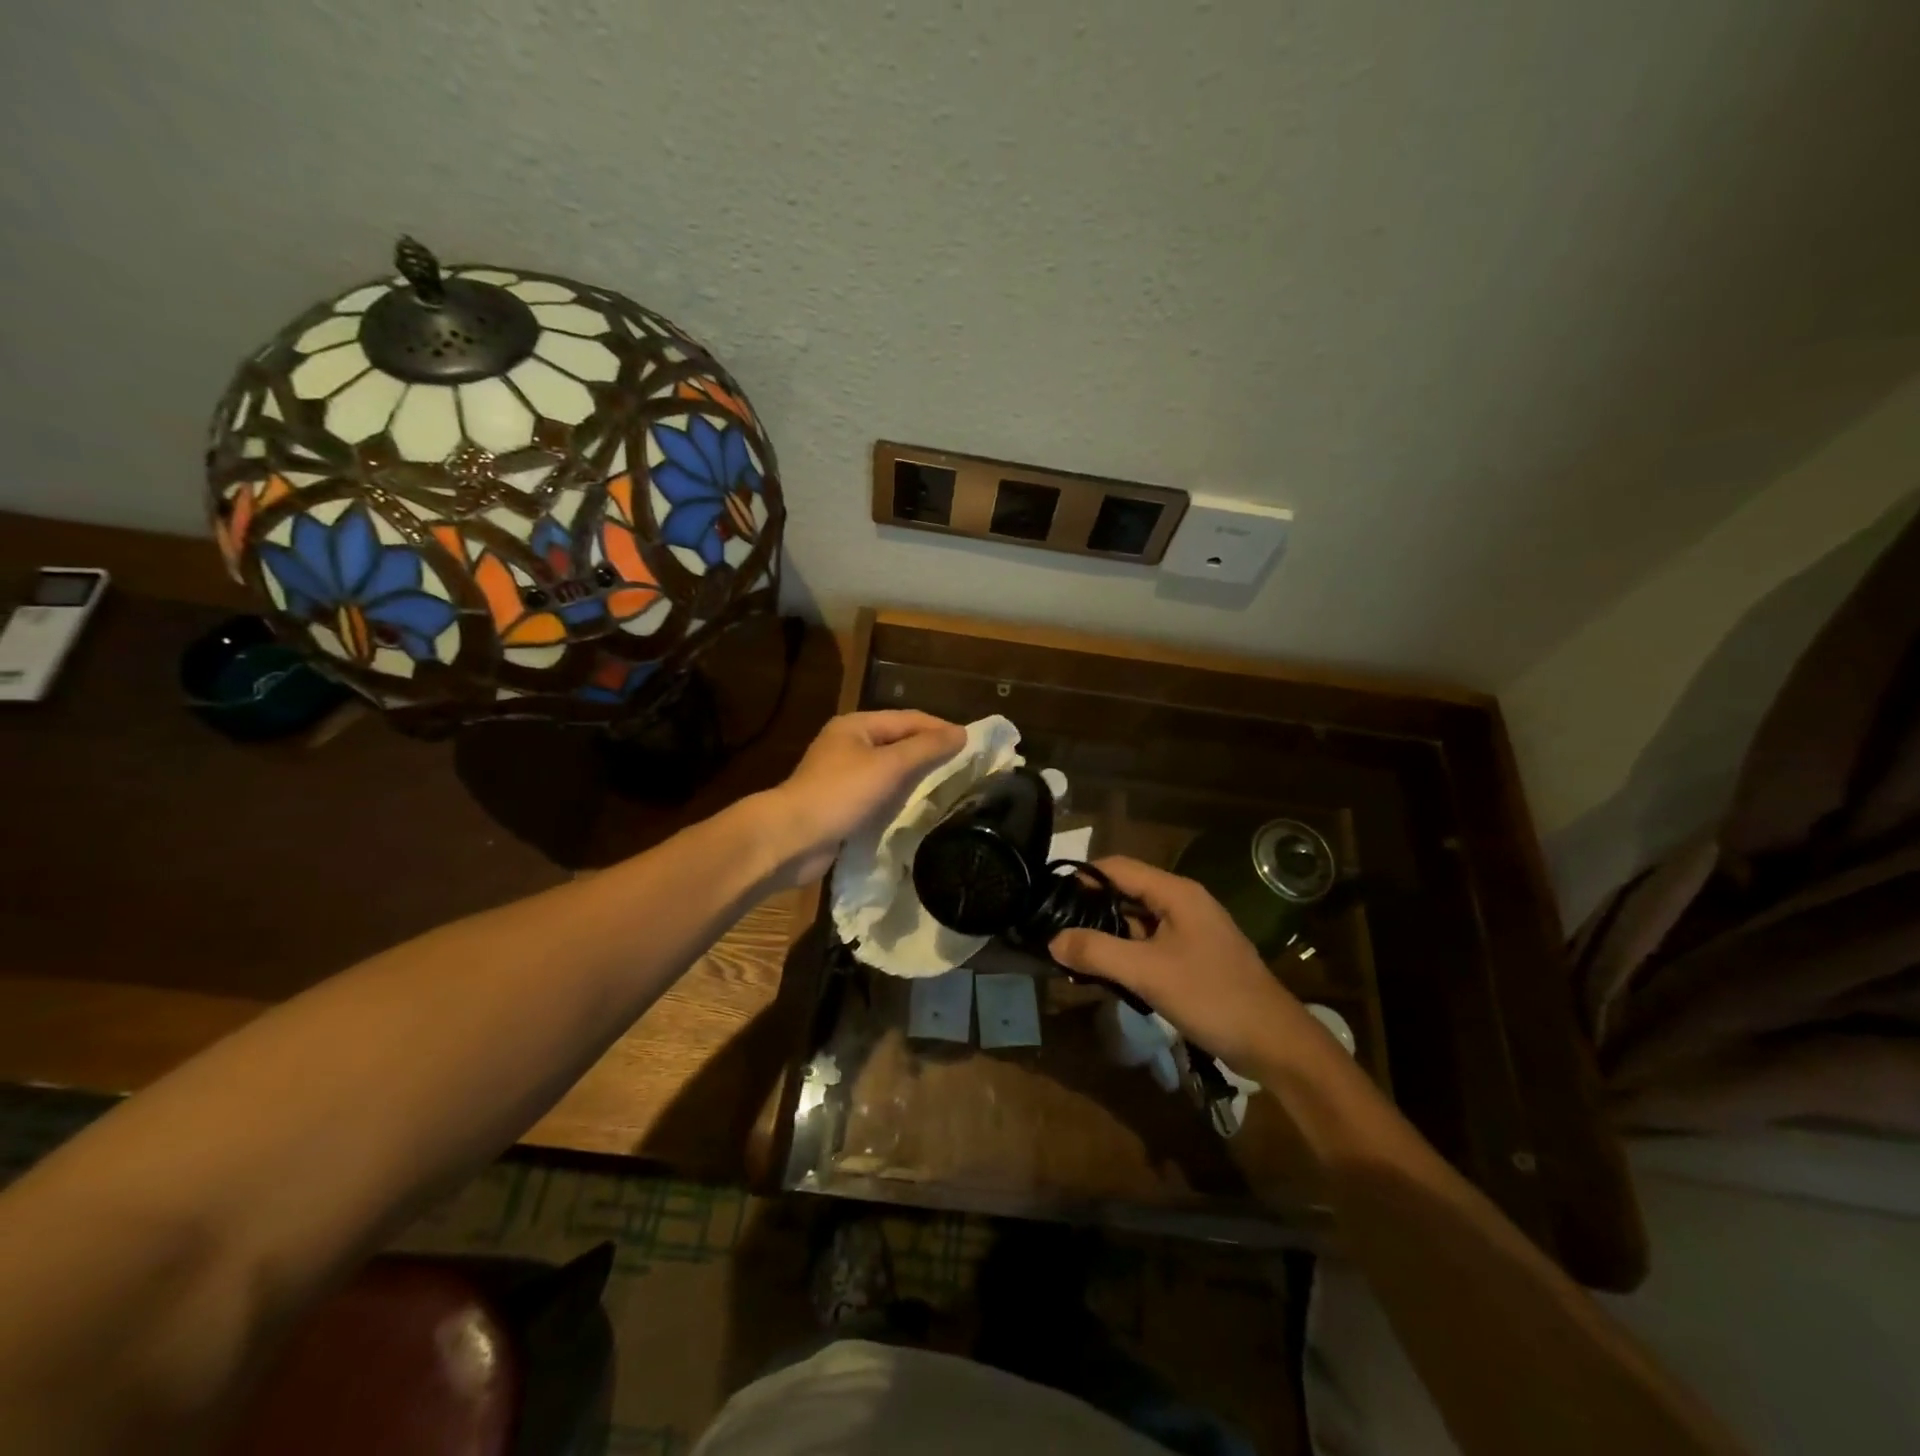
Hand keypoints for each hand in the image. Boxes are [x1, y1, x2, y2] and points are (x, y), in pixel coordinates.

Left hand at [762, 711, 966, 885]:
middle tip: (964, 766)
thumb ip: (926, 748)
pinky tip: (917, 807)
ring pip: (889, 769)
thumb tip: (962, 733)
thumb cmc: (841, 794)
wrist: (792, 838)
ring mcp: (843, 775)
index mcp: (856, 725)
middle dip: (929, 751)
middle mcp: (848, 744)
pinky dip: (899, 796)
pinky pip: (879, 792)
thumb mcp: (889, 766)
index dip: (940, 728)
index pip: (908, 719)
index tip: (972, 744)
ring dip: (915, 775)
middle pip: (898, 741)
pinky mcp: (842, 803)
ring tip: (948, 785)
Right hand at [1050, 856, 1332, 1075]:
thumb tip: (1053, 940)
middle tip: (1055, 929)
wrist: (1274, 1042)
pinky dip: (1126, 952)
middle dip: (1090, 908)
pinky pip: (1150, 943)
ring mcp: (1190, 930)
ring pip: (1137, 920)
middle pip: (1126, 892)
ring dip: (1107, 933)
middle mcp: (1183, 902)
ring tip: (1071, 952)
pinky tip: (1105, 972)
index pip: (1117, 867)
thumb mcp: (1147, 973)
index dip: (1082, 878)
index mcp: (1176, 892)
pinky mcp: (1193, 956)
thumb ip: (1097, 952)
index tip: (1050, 898)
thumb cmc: (1211, 996)